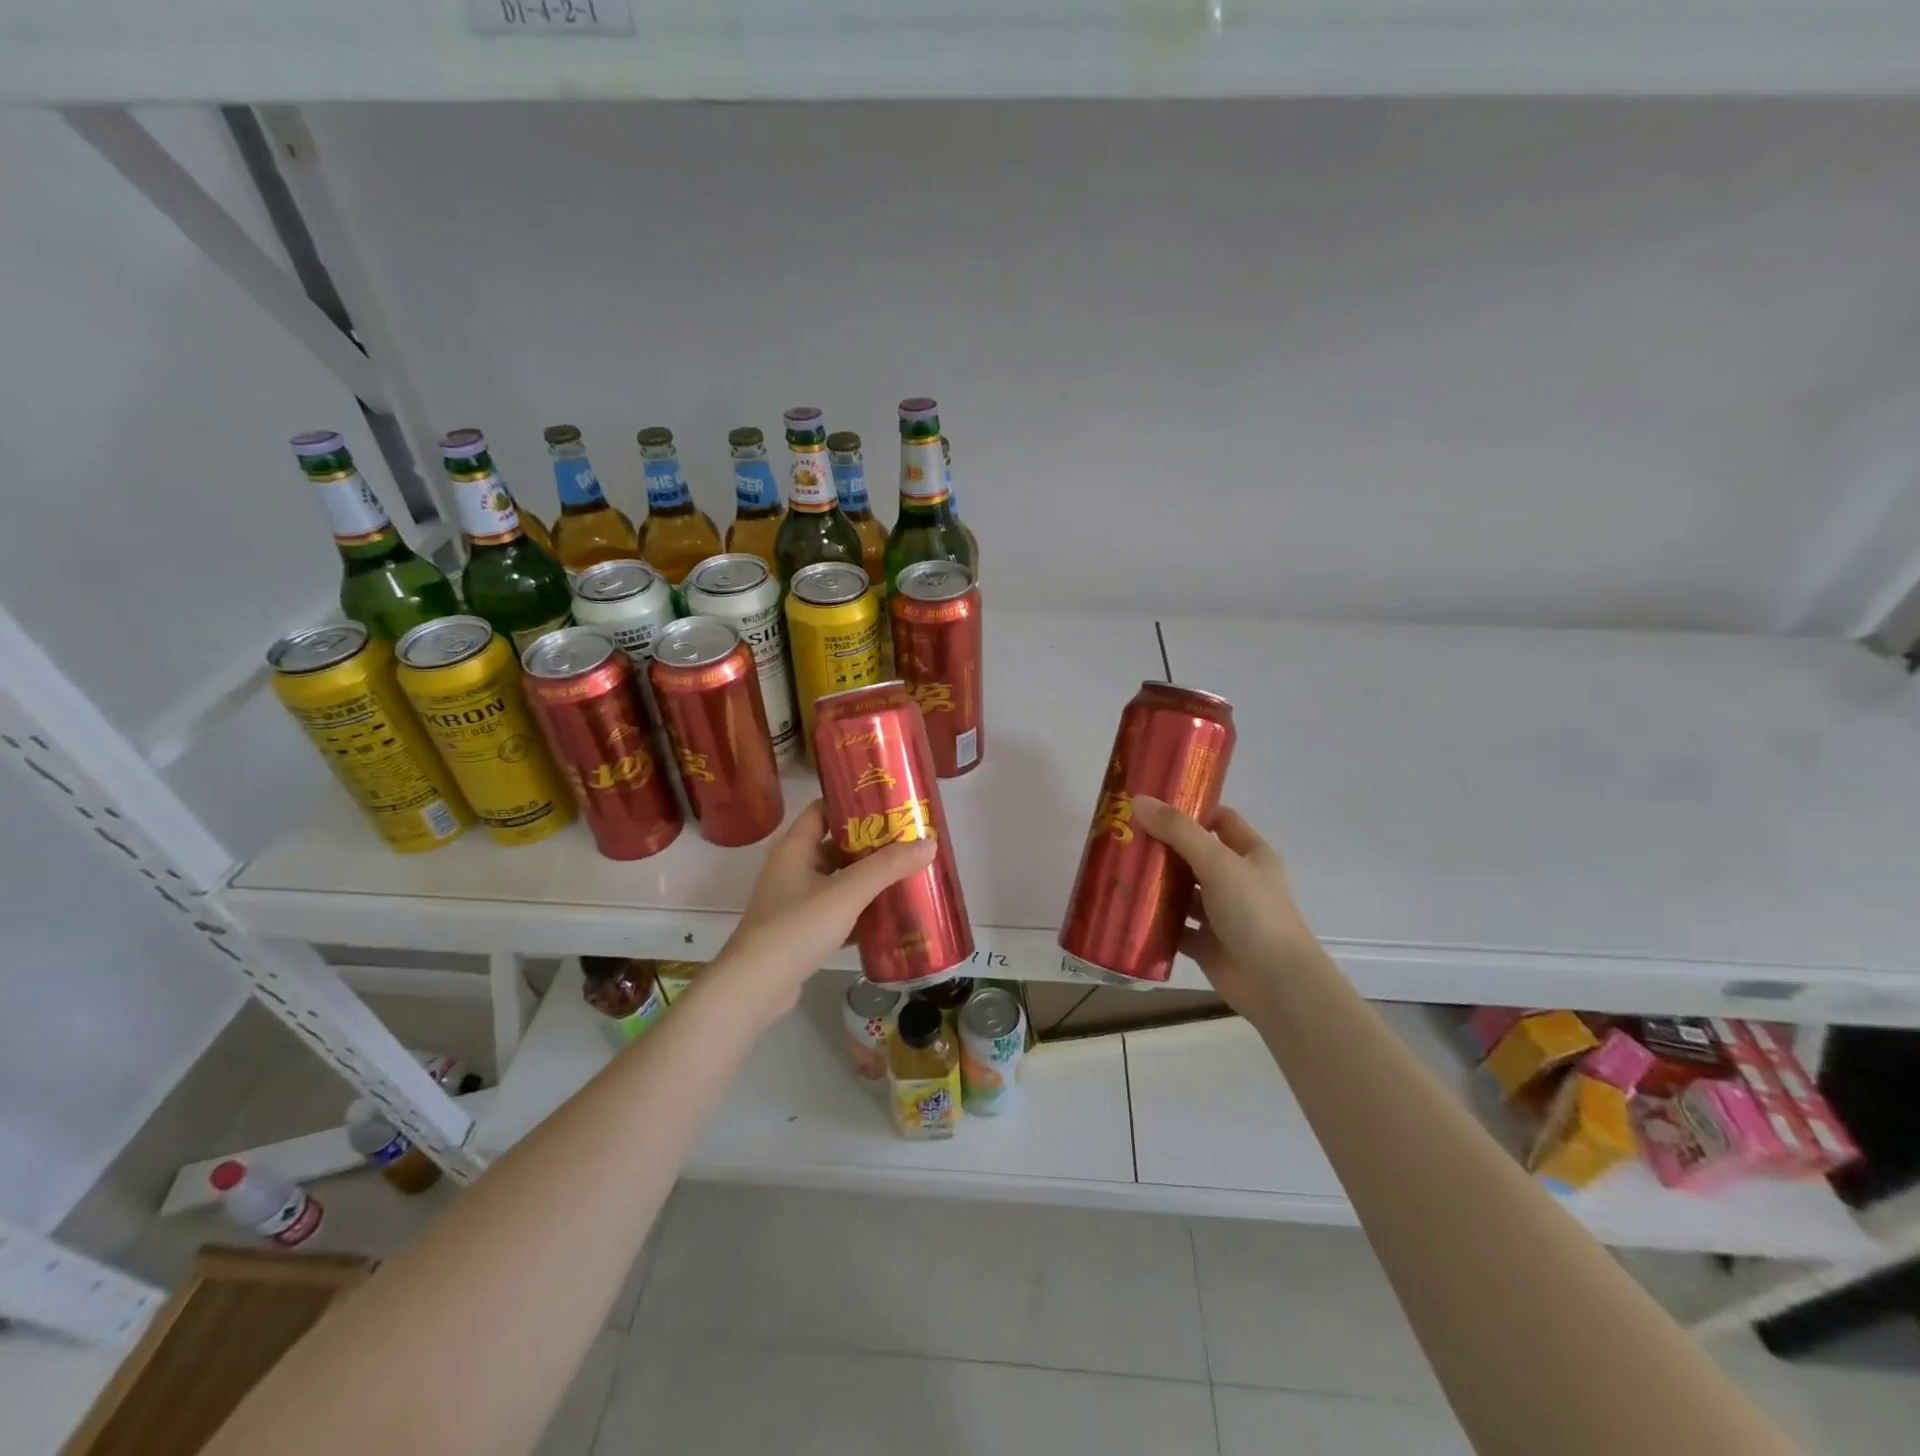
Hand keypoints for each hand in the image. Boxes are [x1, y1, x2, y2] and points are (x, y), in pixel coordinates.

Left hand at [716, 799, 936, 1014]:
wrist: (755, 988)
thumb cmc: (797, 927)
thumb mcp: (847, 892)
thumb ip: (888, 867)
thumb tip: (930, 843)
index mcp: (795, 848)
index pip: (823, 809)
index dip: (853, 803)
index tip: (889, 804)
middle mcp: (793, 869)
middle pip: (836, 846)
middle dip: (871, 845)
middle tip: (909, 842)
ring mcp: (795, 902)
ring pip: (839, 881)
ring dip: (868, 880)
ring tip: (907, 875)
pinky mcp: (801, 932)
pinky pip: (837, 912)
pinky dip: (860, 911)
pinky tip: (889, 916)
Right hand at [1132, 796, 1322, 1018]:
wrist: (1277, 984)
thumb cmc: (1254, 913)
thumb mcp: (1217, 863)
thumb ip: (1178, 831)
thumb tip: (1138, 800)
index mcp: (1251, 855)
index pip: (1220, 820)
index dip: (1191, 809)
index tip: (1152, 804)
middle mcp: (1237, 881)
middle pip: (1195, 855)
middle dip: (1163, 846)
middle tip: (1124, 835)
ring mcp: (1221, 914)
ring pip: (1183, 892)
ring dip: (1156, 884)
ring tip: (1118, 869)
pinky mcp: (1206, 944)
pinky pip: (1175, 927)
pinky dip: (1154, 920)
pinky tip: (1127, 910)